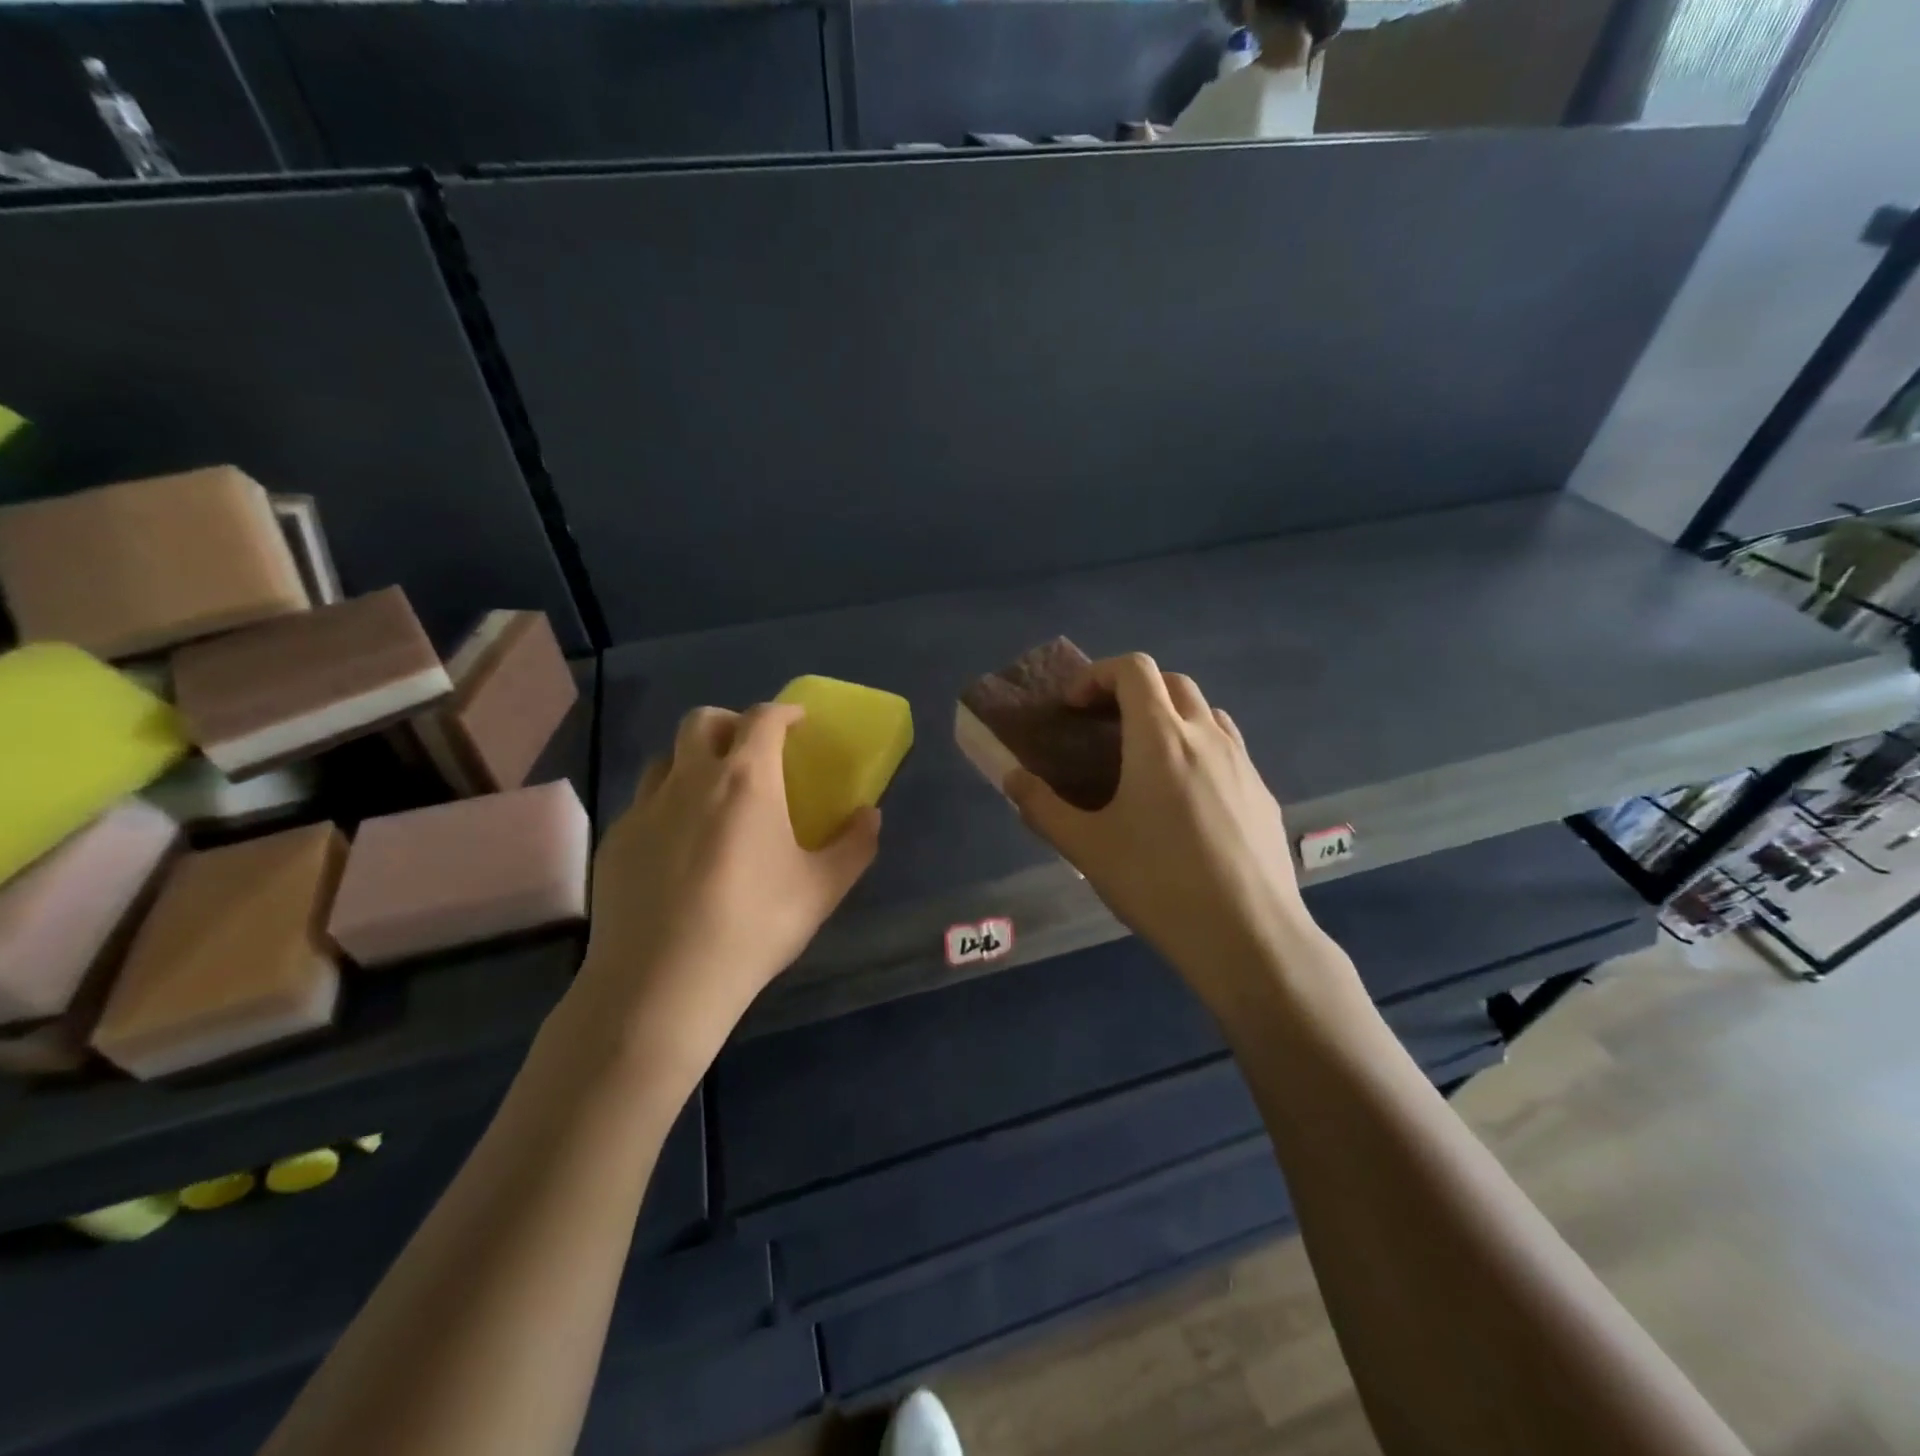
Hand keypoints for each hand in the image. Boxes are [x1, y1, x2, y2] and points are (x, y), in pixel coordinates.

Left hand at [576, 703, 878, 1067]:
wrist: (662, 984)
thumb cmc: (754, 926)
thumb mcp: (822, 889)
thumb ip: (855, 845)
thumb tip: (870, 815)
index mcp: (745, 780)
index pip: (762, 719)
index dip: (783, 711)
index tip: (798, 721)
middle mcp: (690, 780)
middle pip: (702, 721)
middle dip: (731, 723)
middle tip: (751, 751)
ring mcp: (645, 809)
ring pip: (666, 759)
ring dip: (693, 761)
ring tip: (712, 796)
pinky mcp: (614, 842)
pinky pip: (643, 804)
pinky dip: (667, 806)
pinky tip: (678, 848)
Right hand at [1005, 654, 1350, 1010]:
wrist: (1248, 937)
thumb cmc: (1158, 884)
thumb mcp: (1086, 848)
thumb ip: (1041, 807)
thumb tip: (1011, 777)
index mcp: (1160, 738)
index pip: (1134, 669)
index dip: (1098, 675)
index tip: (1075, 708)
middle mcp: (1206, 737)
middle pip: (1173, 683)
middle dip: (1133, 691)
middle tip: (1106, 728)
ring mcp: (1243, 764)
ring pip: (1206, 714)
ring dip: (1172, 717)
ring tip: (1147, 760)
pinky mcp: (1264, 795)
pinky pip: (1229, 751)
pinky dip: (1200, 751)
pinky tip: (1187, 802)